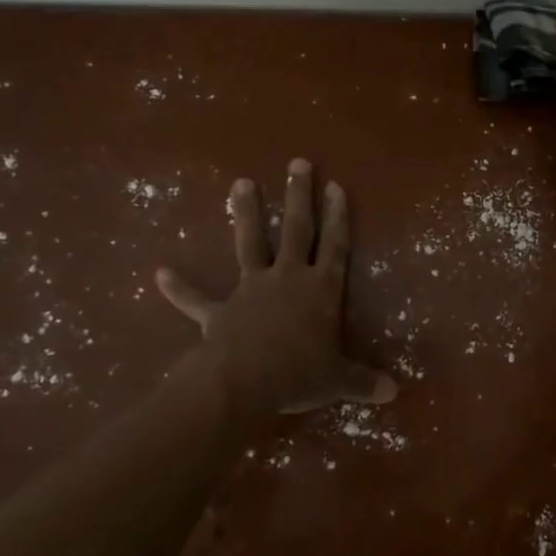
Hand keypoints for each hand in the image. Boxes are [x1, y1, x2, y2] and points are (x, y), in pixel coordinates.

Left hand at [155, 159, 395, 416]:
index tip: (335, 186)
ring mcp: (251, 289)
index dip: (337, 217)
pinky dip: (179, 288)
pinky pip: (197, 299)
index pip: (334, 246)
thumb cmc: (299, 374)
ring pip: (249, 243)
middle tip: (297, 163)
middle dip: (298, 196)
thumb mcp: (338, 380)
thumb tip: (394, 392)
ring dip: (245, 213)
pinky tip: (160, 274)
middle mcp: (287, 278)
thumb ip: (364, 381)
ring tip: (240, 182)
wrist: (245, 382)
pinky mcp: (220, 310)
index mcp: (320, 290)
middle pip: (295, 229)